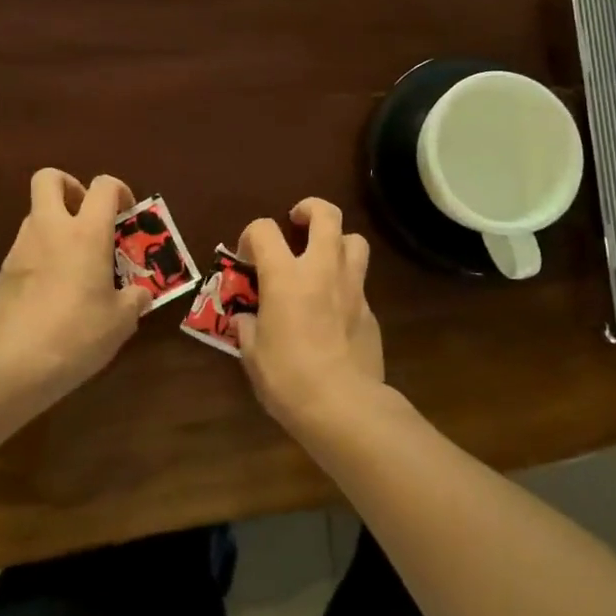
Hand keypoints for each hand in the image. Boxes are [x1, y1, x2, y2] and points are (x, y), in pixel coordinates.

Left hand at [0, 168, 151, 389]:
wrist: (16, 363)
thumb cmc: (78, 333)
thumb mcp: (121, 321)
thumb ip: (133, 300)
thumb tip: (140, 295)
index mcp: (86, 233)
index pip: (103, 186)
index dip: (118, 191)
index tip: (126, 215)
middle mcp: (50, 229)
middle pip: (50, 179)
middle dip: (69, 187)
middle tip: (85, 215)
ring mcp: (20, 248)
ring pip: (35, 215)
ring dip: (54, 226)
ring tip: (71, 262)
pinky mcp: (2, 272)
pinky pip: (24, 250)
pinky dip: (39, 258)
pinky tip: (50, 292)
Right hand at [235, 197, 384, 432]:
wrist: (344, 406)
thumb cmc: (288, 378)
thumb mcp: (253, 354)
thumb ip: (247, 327)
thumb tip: (245, 319)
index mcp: (285, 276)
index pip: (263, 229)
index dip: (250, 235)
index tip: (247, 256)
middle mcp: (322, 269)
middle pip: (326, 214)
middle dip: (310, 209)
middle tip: (296, 223)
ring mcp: (352, 287)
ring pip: (355, 240)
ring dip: (338, 241)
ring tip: (324, 259)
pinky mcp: (371, 310)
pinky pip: (360, 282)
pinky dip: (346, 284)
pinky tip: (335, 309)